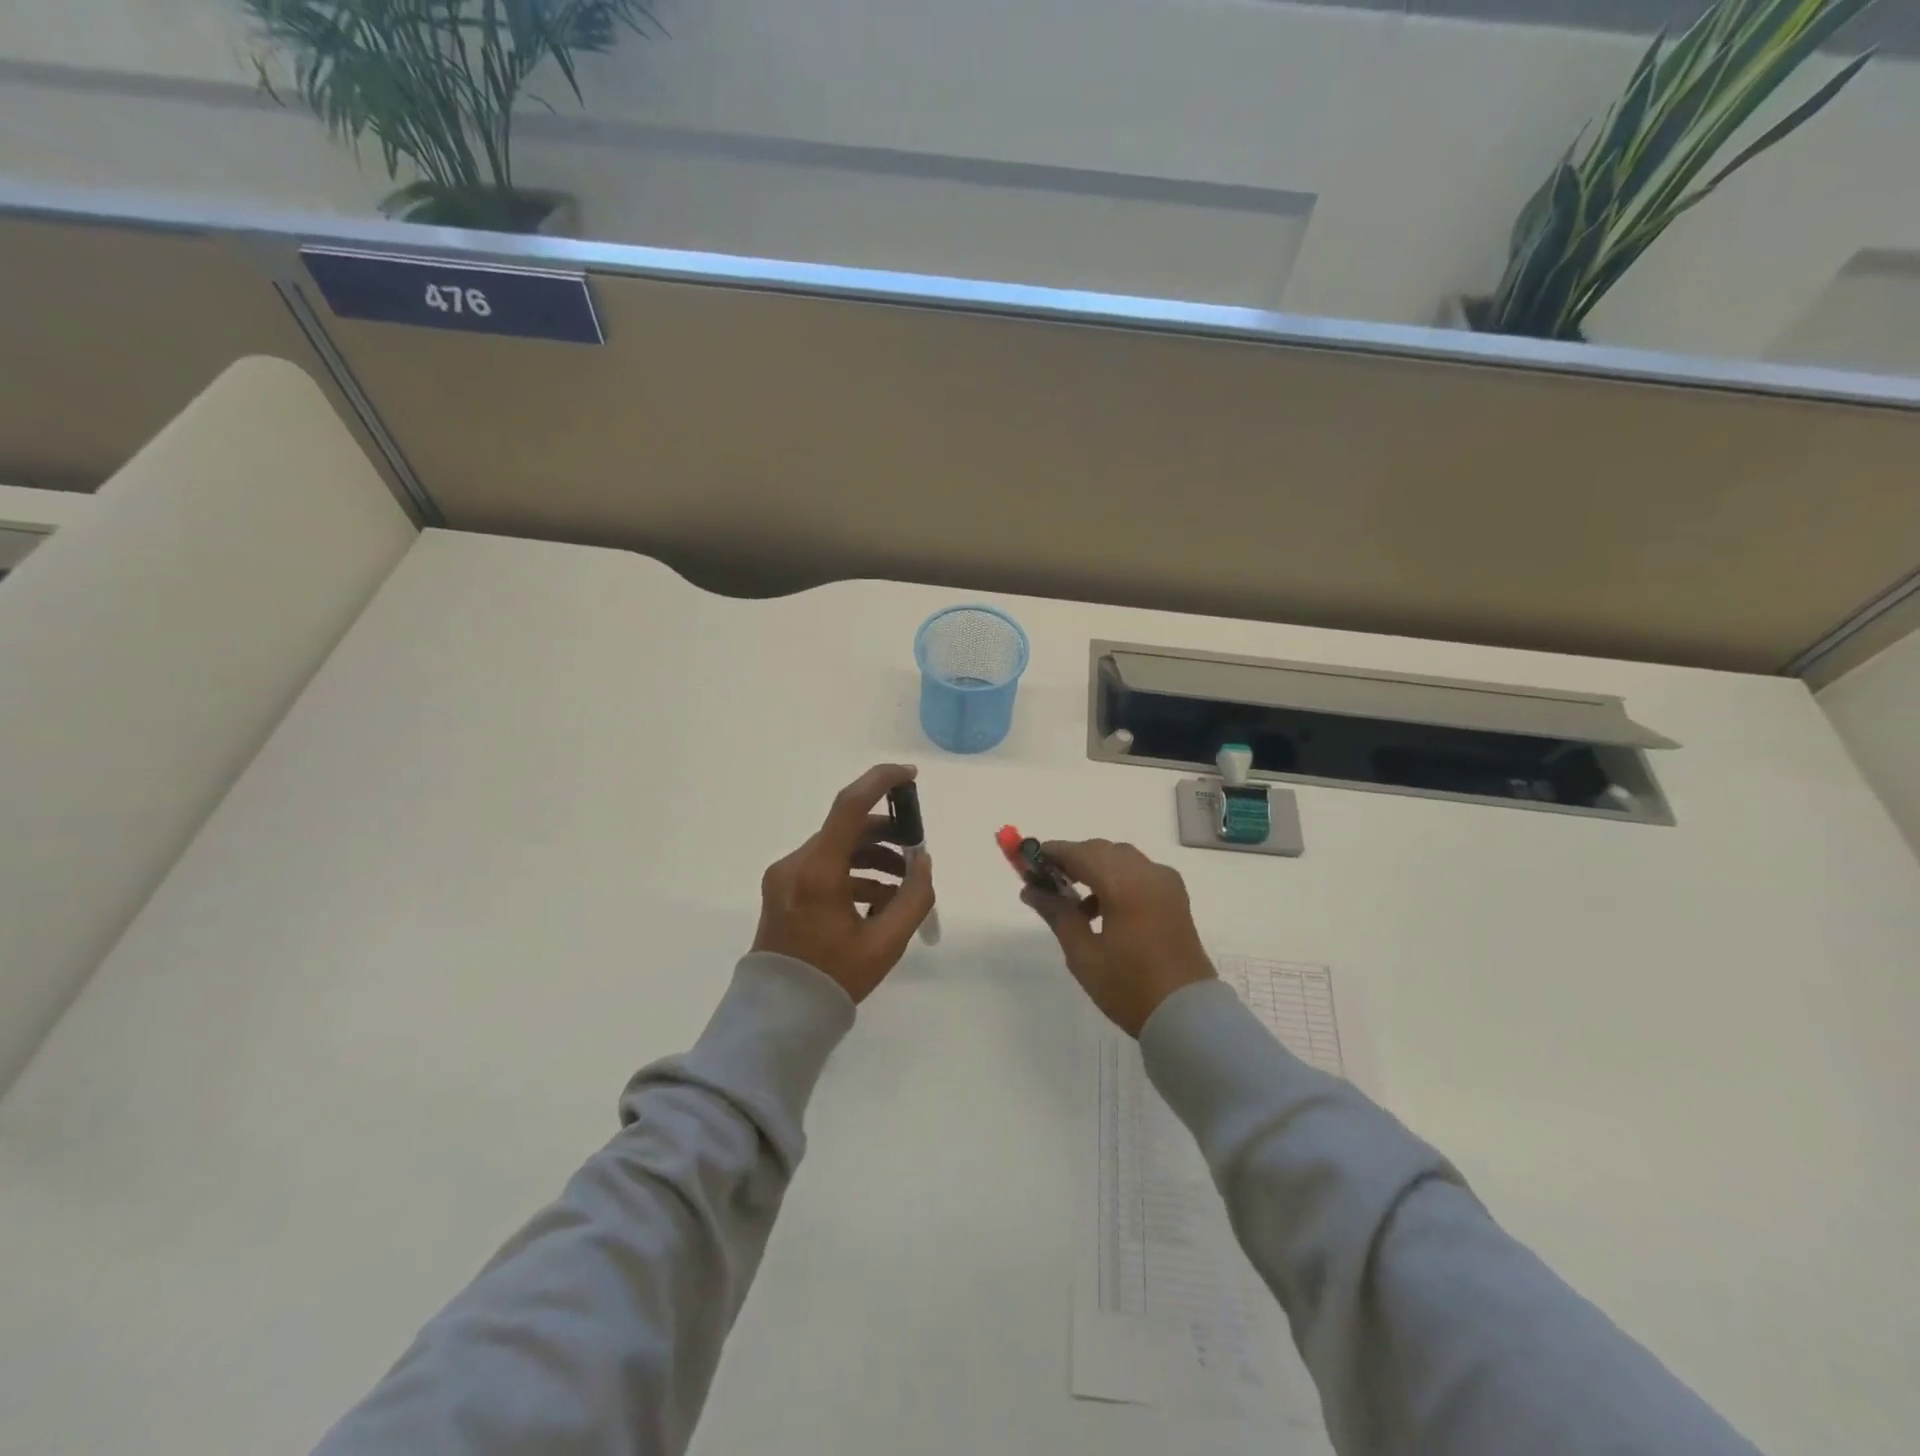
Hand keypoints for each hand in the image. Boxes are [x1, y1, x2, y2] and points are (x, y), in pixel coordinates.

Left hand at [752, 764, 936, 1003]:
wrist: (780, 1014)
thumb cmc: (835, 977)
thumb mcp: (887, 942)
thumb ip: (914, 896)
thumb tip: (923, 862)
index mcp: (818, 871)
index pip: (850, 806)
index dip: (882, 782)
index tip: (911, 776)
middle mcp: (796, 863)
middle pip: (847, 829)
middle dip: (886, 833)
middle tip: (916, 848)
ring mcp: (785, 876)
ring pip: (837, 848)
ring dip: (872, 857)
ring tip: (902, 885)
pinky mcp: (783, 889)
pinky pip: (824, 867)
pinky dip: (853, 874)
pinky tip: (878, 900)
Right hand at [1022, 839, 1215, 1036]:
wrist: (1187, 1015)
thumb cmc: (1129, 987)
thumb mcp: (1083, 954)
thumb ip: (1057, 914)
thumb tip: (1031, 890)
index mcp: (1125, 884)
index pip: (1080, 853)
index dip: (1052, 853)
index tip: (1026, 859)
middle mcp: (1148, 873)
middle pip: (1101, 850)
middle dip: (1072, 859)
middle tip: (1045, 880)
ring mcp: (1166, 883)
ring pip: (1121, 858)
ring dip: (1094, 868)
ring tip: (1071, 900)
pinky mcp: (1174, 897)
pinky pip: (1139, 872)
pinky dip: (1116, 878)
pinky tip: (1100, 909)